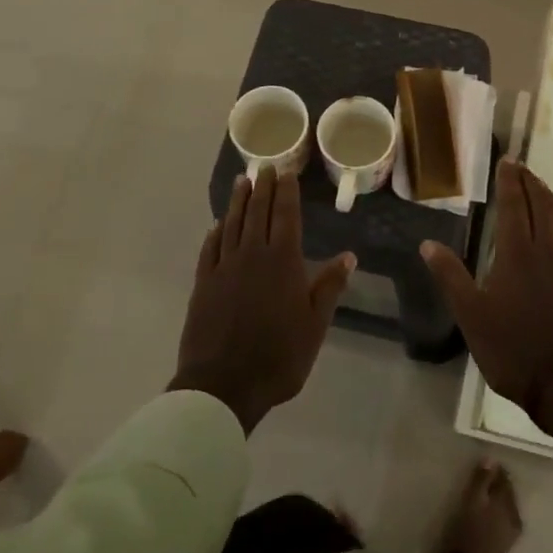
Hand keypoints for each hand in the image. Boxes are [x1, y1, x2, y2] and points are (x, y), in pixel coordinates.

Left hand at [170, 167, 353, 433]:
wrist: (223, 384)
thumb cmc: (279, 356)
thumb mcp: (315, 324)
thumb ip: (329, 287)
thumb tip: (348, 256)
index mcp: (282, 261)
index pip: (285, 216)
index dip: (287, 192)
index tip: (286, 172)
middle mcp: (252, 255)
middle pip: (257, 213)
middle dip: (263, 188)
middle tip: (265, 167)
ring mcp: (224, 267)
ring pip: (232, 224)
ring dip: (238, 201)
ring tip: (242, 182)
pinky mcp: (203, 284)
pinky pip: (210, 249)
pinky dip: (215, 233)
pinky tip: (217, 225)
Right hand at [420, 161, 552, 466]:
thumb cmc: (512, 349)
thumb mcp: (470, 315)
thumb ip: (450, 275)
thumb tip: (427, 243)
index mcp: (517, 252)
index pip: (515, 204)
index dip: (510, 181)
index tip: (506, 162)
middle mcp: (548, 249)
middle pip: (541, 204)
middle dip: (530, 182)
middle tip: (520, 167)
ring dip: (550, 198)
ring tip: (540, 188)